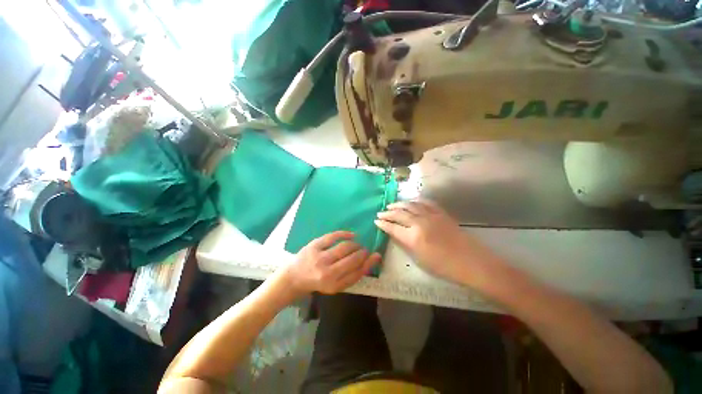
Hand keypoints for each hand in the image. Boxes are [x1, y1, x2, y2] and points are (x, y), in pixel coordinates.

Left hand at [279, 231, 380, 296]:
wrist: (294, 276)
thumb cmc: (318, 282)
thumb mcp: (335, 285)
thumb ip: (352, 275)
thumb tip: (370, 261)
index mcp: (334, 285)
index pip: (358, 273)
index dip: (369, 263)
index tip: (376, 256)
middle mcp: (327, 273)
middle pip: (353, 259)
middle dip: (363, 253)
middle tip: (364, 250)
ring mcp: (320, 258)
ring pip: (345, 247)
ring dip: (355, 245)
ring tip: (357, 245)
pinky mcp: (314, 245)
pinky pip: (333, 236)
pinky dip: (345, 234)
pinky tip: (352, 235)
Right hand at [375, 200, 496, 284]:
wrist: (471, 262)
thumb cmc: (443, 266)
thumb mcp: (419, 259)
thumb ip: (405, 244)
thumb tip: (395, 234)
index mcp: (413, 237)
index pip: (393, 227)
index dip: (383, 224)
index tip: (376, 221)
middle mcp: (420, 222)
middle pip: (399, 214)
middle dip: (387, 213)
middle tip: (380, 212)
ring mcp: (431, 215)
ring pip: (410, 205)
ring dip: (399, 204)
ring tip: (391, 205)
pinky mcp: (441, 213)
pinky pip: (425, 203)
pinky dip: (416, 201)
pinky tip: (411, 201)